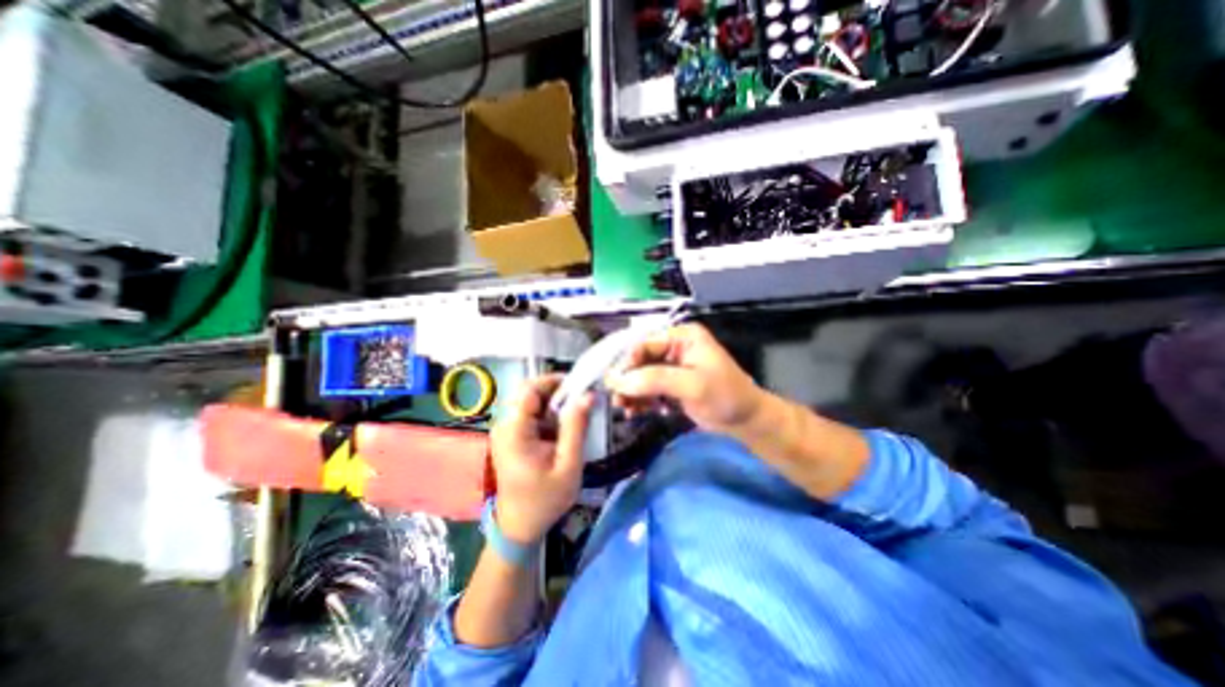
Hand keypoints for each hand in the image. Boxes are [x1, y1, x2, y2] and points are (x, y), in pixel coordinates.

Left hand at [488, 374, 593, 546]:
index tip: (579, 386)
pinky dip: (549, 416)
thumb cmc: (545, 499)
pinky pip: (531, 415)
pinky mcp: (511, 437)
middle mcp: (505, 426)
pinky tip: (564, 429)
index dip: (554, 381)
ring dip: (554, 404)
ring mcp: (506, 431)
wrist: (520, 527)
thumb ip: (576, 428)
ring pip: (531, 403)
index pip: (529, 389)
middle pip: (529, 393)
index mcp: (514, 431)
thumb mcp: (568, 465)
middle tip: (581, 401)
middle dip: (557, 392)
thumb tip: (588, 395)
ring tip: (576, 416)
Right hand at [611, 323, 768, 435]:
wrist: (746, 421)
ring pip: (641, 376)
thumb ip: (655, 380)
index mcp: (681, 337)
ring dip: (631, 393)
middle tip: (616, 400)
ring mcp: (672, 367)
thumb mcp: (692, 385)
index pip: (645, 344)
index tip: (612, 383)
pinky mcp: (671, 385)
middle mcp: (674, 347)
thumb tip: (618, 380)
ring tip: (625, 410)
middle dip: (627, 380)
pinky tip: (636, 413)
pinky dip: (640, 401)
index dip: (626, 362)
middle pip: (640, 360)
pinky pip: (648, 389)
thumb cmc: (725, 396)